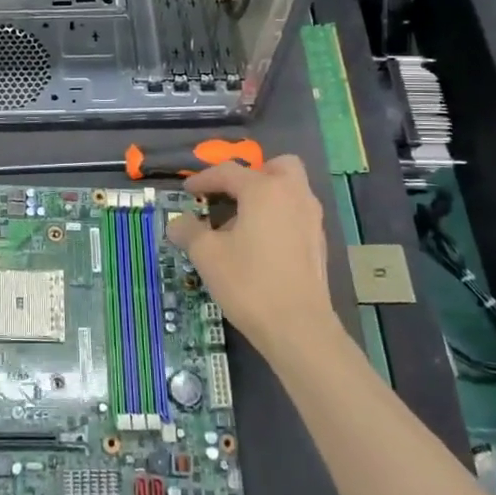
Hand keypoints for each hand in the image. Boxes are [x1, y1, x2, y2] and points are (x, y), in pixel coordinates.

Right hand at [166, 155, 337, 367]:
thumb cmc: (249, 283)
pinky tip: (260, 245)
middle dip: (252, 175)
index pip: (228, 172)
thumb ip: (189, 231)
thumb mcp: (207, 255)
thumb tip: (176, 223)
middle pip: (276, 167)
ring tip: (241, 223)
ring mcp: (312, 218)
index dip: (203, 179)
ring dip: (266, 196)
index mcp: (264, 190)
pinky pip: (296, 213)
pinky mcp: (319, 242)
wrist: (298, 328)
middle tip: (230, 195)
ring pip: (290, 190)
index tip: (187, 191)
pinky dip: (278, 217)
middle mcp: (293, 195)